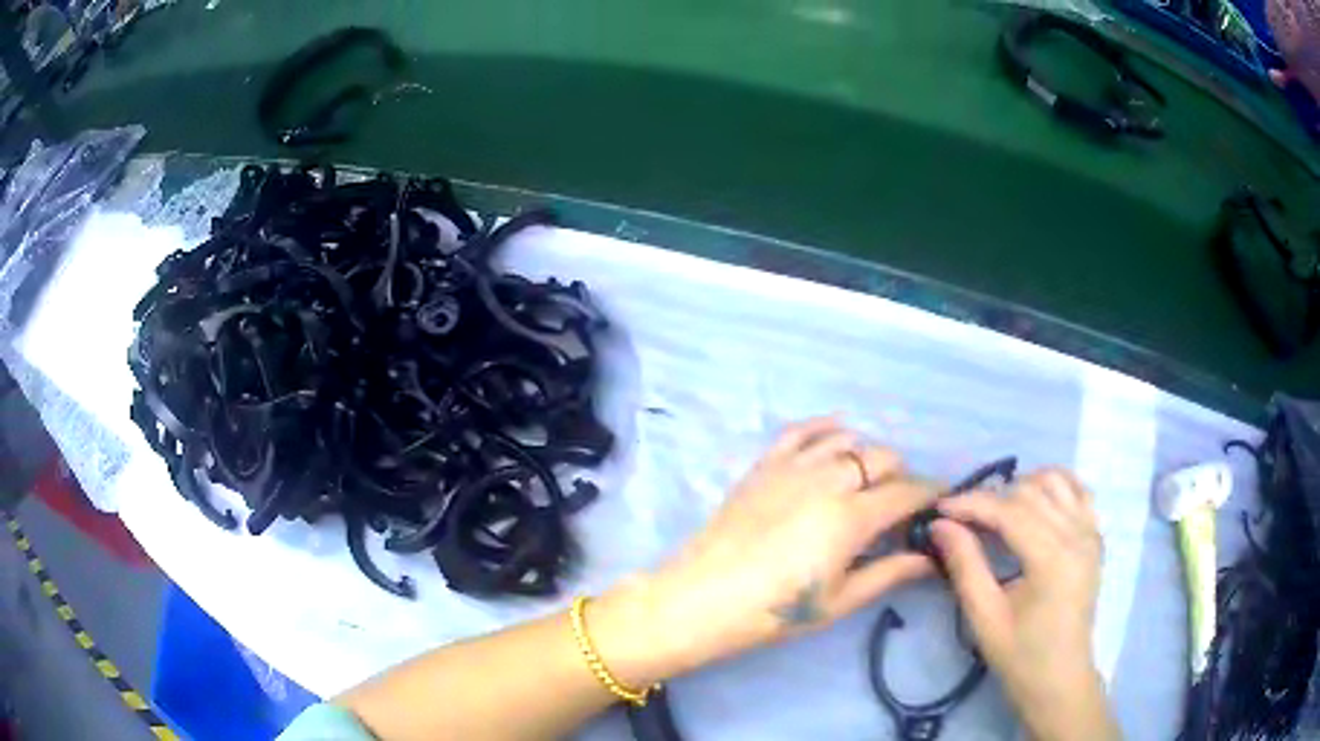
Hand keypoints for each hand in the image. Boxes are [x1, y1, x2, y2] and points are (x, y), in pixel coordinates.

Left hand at [595, 416, 937, 682]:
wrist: (701, 599)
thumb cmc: (775, 611)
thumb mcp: (839, 600)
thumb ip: (889, 572)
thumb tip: (931, 557)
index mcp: (851, 517)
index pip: (907, 493)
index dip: (930, 494)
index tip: (941, 500)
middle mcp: (828, 480)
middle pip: (883, 458)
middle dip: (902, 476)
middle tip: (899, 505)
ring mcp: (794, 466)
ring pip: (848, 440)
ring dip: (869, 455)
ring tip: (868, 480)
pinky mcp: (765, 465)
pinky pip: (802, 430)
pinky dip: (826, 427)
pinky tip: (838, 432)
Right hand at [931, 468, 1119, 740]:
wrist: (1060, 680)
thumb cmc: (1020, 657)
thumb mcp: (985, 618)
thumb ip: (966, 566)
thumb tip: (940, 526)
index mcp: (1052, 560)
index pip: (1010, 511)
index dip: (972, 504)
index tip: (939, 509)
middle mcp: (1077, 536)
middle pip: (1031, 491)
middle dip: (992, 496)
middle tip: (961, 518)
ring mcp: (1091, 533)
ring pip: (1057, 481)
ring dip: (1023, 486)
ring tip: (997, 512)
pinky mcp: (1095, 537)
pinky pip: (1078, 491)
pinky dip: (1054, 488)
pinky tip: (1034, 506)